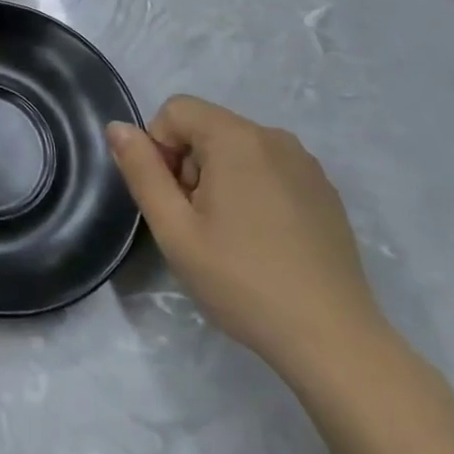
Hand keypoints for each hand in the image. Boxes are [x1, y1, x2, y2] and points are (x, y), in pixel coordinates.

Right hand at [108, 96, 386, 382]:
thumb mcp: (174, 229)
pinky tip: (262, 241)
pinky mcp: (325, 192)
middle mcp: (275, 137)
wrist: (335, 342)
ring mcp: (306, 165)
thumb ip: (141, 170)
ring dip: (219, 178)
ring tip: (229, 236)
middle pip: (207, 127)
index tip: (172, 198)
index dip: (159, 147)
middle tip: (197, 223)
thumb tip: (117, 127)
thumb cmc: (243, 281)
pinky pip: (269, 169)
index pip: (175, 110)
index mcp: (236, 138)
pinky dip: (252, 190)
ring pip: (237, 149)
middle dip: (189, 164)